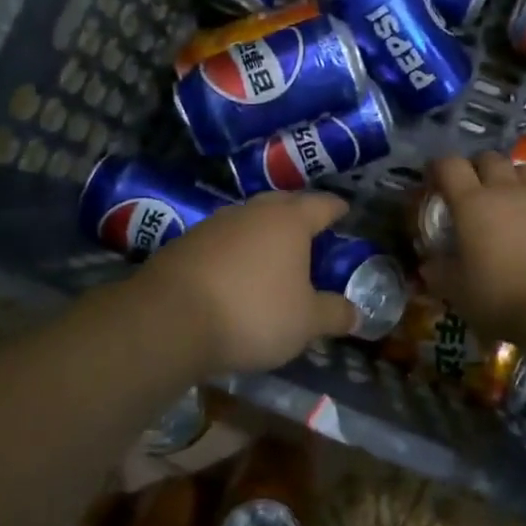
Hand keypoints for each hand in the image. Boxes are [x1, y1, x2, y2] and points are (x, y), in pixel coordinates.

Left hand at [137, 191, 357, 374]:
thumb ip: (333, 314)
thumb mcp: (305, 322)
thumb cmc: (253, 313)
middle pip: (282, 202)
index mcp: (289, 221)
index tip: (345, 211)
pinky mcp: (185, 243)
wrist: (169, 319)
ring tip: (272, 251)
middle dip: (298, 212)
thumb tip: (356, 314)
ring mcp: (214, 224)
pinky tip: (234, 271)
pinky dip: (234, 250)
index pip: (321, 205)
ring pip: (248, 219)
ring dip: (262, 231)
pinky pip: (221, 240)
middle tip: (310, 227)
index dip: (336, 208)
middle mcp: (252, 212)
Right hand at [420, 151, 525, 341]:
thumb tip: (428, 264)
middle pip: (489, 158)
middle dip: (478, 168)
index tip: (435, 182)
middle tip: (476, 191)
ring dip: (514, 179)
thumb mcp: (457, 291)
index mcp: (472, 203)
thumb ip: (439, 272)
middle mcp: (506, 188)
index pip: (449, 165)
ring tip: (513, 200)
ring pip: (524, 169)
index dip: (439, 168)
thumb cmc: (501, 298)